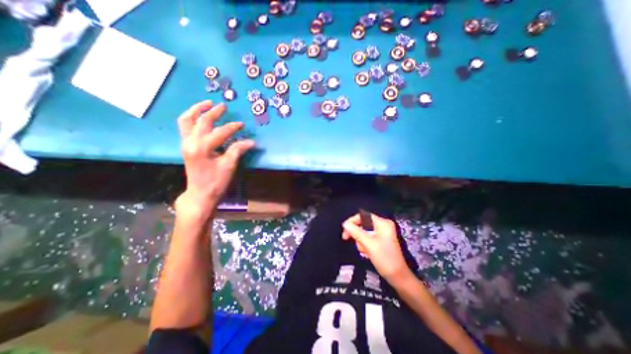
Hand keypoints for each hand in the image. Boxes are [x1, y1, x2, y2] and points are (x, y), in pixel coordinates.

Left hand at [175, 101, 252, 214]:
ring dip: (196, 110)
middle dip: (214, 112)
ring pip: (187, 120)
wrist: (200, 193)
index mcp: (202, 147)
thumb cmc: (216, 181)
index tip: (242, 125)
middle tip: (223, 106)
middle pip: (201, 121)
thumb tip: (251, 142)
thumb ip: (238, 150)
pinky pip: (185, 126)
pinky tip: (199, 116)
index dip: (233, 127)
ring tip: (207, 103)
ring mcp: (185, 143)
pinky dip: (191, 118)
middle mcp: (191, 142)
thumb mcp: (229, 166)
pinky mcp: (186, 146)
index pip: (220, 132)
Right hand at [343, 213, 411, 284]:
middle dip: (357, 233)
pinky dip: (364, 245)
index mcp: (382, 223)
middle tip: (346, 238)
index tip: (345, 230)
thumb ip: (356, 232)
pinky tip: (367, 253)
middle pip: (362, 223)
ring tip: (365, 252)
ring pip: (363, 232)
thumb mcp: (369, 245)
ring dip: (360, 241)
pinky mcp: (380, 241)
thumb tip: (345, 224)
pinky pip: (367, 238)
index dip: (353, 221)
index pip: (363, 215)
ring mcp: (382, 233)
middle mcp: (382, 225)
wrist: (398, 278)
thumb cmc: (385, 259)